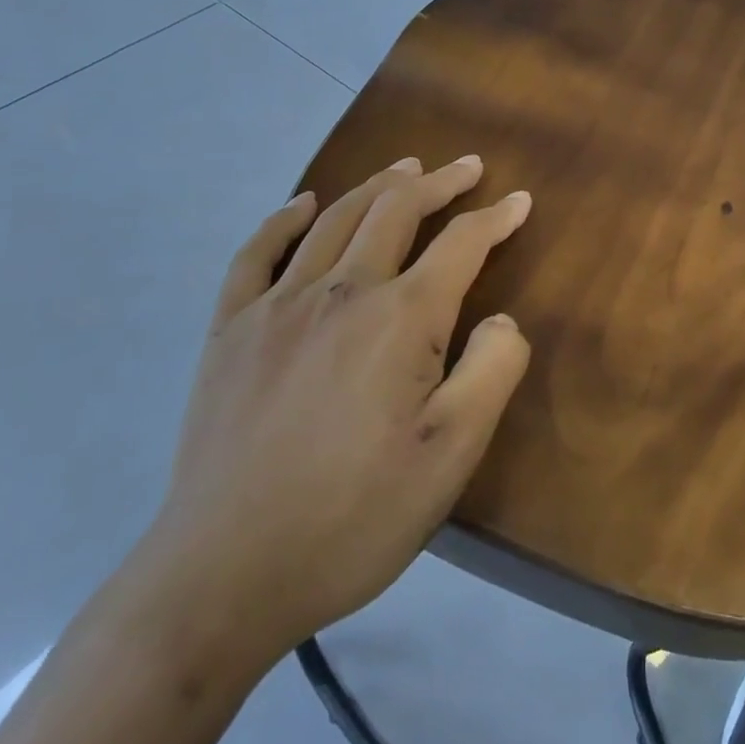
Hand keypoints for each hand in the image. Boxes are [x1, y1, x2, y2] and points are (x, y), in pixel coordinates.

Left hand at [144, 156, 532, 664]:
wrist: (224, 576)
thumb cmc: (356, 515)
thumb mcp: (454, 454)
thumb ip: (493, 370)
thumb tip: (501, 319)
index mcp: (401, 318)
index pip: (461, 244)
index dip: (496, 218)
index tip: (520, 200)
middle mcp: (341, 292)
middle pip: (396, 211)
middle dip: (438, 183)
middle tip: (466, 167)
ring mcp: (277, 307)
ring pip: (335, 219)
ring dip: (376, 187)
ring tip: (404, 168)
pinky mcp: (230, 332)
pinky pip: (257, 254)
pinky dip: (284, 220)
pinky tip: (302, 204)